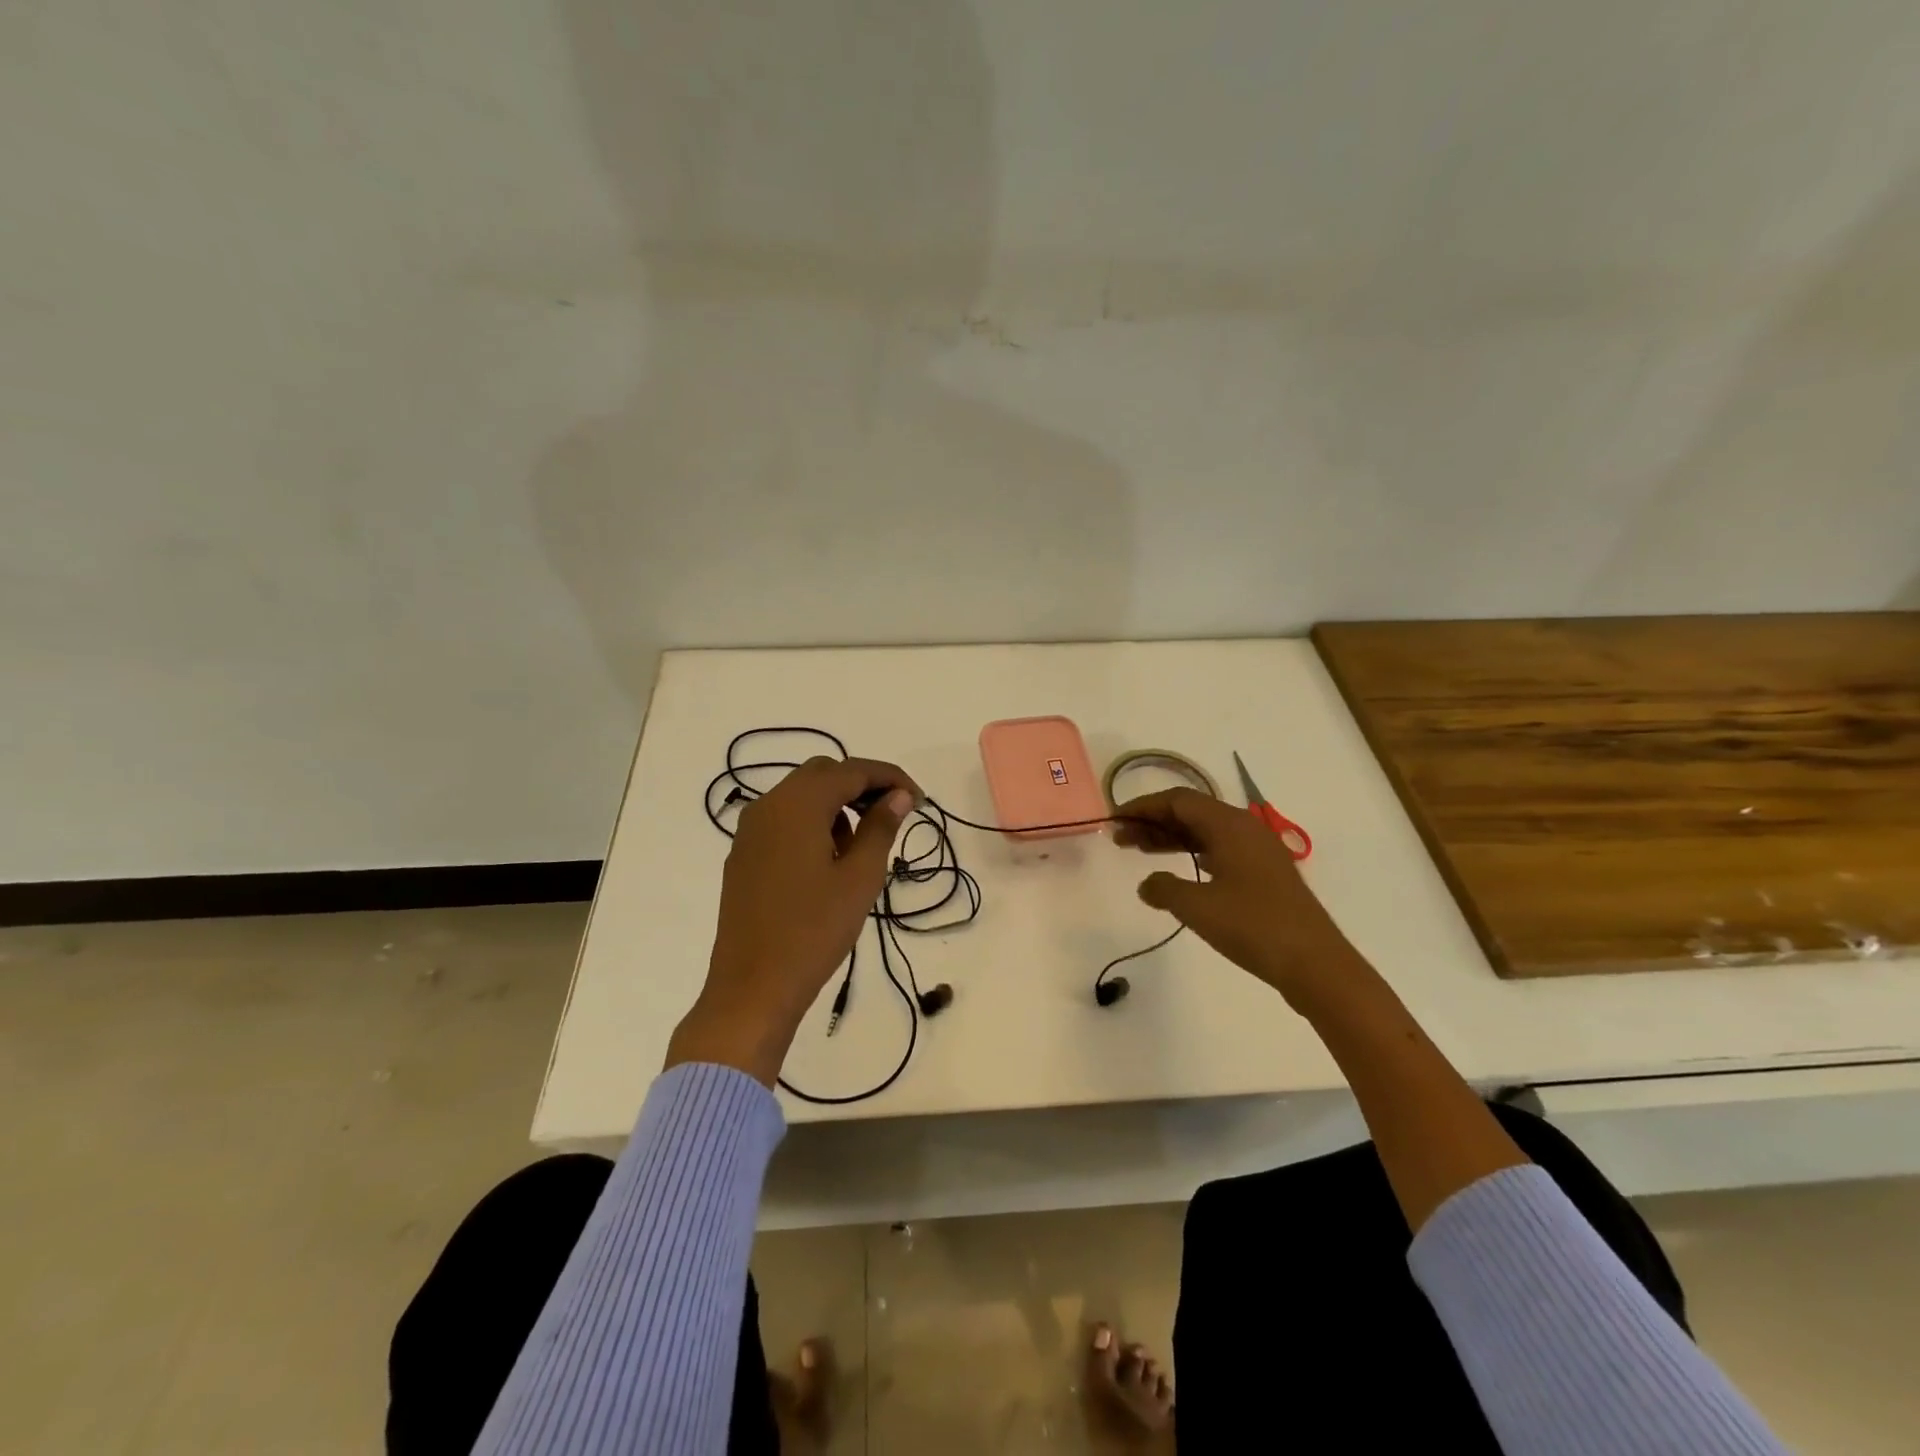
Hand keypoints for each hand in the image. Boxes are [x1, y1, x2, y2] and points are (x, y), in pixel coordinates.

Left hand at [668, 755, 920, 1084]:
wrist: (752, 987)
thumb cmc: (814, 931)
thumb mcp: (860, 878)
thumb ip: (880, 828)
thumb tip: (898, 796)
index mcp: (798, 804)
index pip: (852, 770)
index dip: (890, 777)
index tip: (918, 800)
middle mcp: (769, 806)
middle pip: (823, 774)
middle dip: (862, 785)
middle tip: (895, 813)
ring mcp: (750, 830)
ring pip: (801, 795)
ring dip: (837, 803)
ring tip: (864, 842)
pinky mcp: (743, 854)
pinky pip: (784, 819)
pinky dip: (813, 822)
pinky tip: (830, 858)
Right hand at [1113, 787, 1377, 1016]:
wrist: (1315, 963)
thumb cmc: (1252, 926)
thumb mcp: (1197, 907)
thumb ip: (1163, 888)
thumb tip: (1147, 884)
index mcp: (1229, 824)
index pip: (1177, 799)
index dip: (1142, 806)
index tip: (1114, 820)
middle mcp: (1244, 828)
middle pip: (1191, 811)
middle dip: (1153, 821)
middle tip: (1121, 838)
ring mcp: (1258, 851)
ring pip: (1205, 831)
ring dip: (1171, 838)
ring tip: (1139, 851)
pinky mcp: (1264, 873)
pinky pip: (1219, 849)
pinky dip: (1192, 853)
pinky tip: (1178, 871)